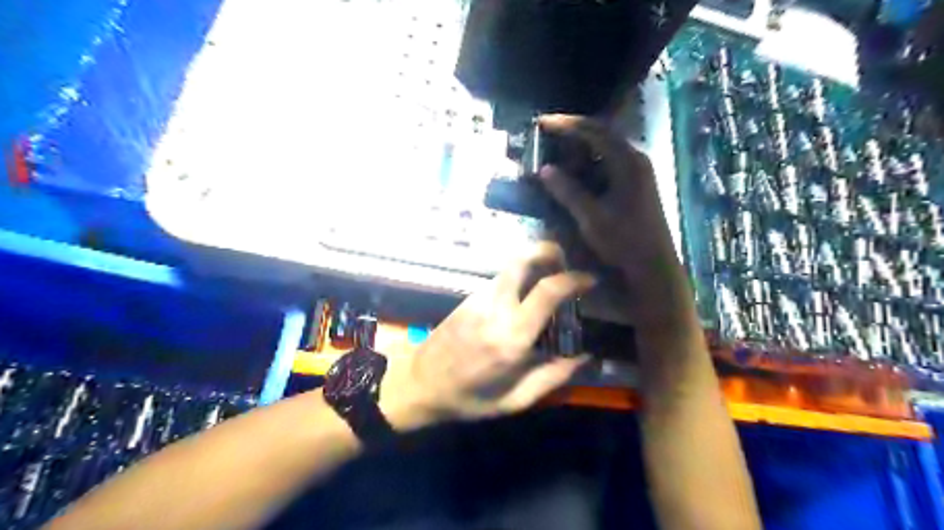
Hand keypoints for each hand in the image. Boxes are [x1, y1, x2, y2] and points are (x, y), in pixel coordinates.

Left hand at [382, 242, 588, 427]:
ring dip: (533, 263)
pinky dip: (518, 277)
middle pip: (522, 259)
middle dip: (548, 251)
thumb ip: (551, 378)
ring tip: (549, 279)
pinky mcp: (468, 298)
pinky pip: (499, 279)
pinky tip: (524, 296)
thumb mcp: (513, 400)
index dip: (574, 279)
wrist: (418, 384)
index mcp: (512, 337)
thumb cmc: (468, 397)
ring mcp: (479, 299)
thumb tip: (584, 358)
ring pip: (510, 266)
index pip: (547, 291)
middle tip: (565, 262)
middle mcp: (496, 308)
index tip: (590, 280)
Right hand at [539, 113, 691, 329]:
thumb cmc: (624, 242)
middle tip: (545, 137)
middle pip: (600, 135)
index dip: (566, 125)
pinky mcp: (634, 184)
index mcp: (628, 162)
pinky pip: (607, 164)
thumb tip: (543, 170)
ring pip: (604, 149)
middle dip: (571, 134)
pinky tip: (573, 174)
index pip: (594, 131)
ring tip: (554, 155)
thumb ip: (568, 191)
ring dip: (579, 150)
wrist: (653, 266)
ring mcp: (637, 171)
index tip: (541, 123)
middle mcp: (635, 159)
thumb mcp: (592, 217)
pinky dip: (588, 164)